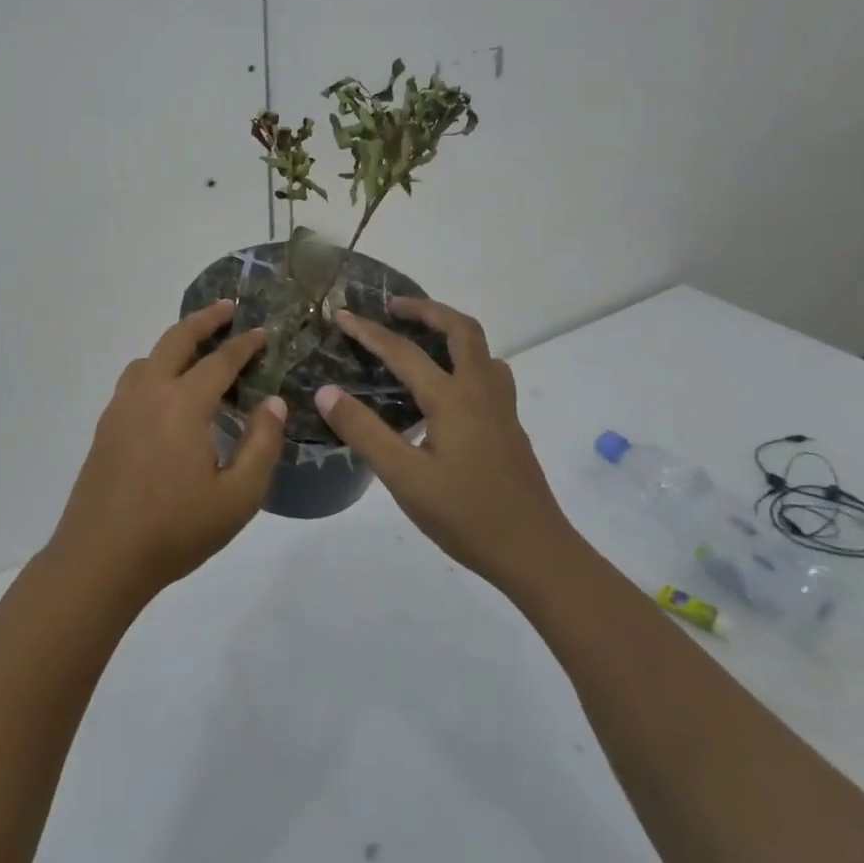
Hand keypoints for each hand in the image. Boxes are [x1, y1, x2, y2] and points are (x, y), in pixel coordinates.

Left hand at [48, 300, 286, 602]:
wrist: (101, 557)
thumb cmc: (175, 530)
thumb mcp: (238, 497)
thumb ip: (262, 445)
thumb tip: (274, 403)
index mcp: (183, 404)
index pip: (220, 361)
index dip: (245, 344)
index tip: (264, 332)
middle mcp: (149, 392)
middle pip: (177, 339)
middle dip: (205, 319)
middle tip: (228, 309)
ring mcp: (121, 407)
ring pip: (149, 356)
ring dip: (176, 342)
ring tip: (198, 348)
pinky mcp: (106, 425)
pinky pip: (134, 378)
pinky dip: (155, 366)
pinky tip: (166, 391)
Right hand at [315, 297, 576, 594]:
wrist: (537, 554)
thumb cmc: (466, 516)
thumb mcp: (404, 478)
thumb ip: (364, 431)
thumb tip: (327, 391)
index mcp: (453, 399)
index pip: (404, 351)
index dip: (369, 332)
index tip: (342, 315)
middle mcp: (481, 392)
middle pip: (461, 329)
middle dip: (426, 310)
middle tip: (393, 308)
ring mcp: (501, 408)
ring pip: (482, 349)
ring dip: (451, 331)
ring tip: (422, 338)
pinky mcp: (509, 427)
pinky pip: (488, 372)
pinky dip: (464, 358)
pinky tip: (447, 387)